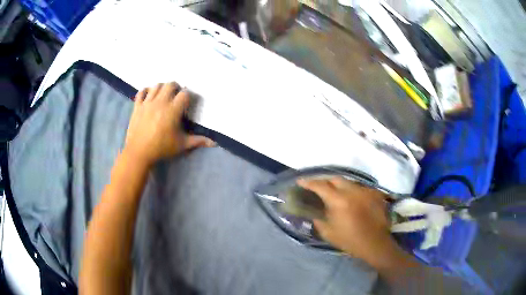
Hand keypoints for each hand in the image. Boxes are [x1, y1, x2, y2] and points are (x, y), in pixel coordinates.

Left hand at [124, 82, 213, 164]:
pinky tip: (149, 95)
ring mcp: (147, 103)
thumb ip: (197, 141)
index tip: (187, 103)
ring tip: (163, 95)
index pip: (184, 94)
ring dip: (162, 88)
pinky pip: (141, 92)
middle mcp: (160, 102)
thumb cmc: (162, 148)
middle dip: (176, 88)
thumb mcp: (181, 145)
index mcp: (173, 110)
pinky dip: (146, 91)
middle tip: (176, 96)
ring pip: (156, 86)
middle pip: (170, 84)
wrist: (139, 152)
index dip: (187, 96)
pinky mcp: (137, 106)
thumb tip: (214, 143)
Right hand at [298, 177, 404, 268]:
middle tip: (319, 188)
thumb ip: (318, 220)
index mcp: (339, 201)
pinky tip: (351, 199)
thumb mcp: (328, 233)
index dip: (309, 182)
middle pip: (335, 178)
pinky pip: (360, 188)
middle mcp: (352, 191)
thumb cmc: (350, 240)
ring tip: (335, 193)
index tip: (300, 181)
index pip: (321, 186)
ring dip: (339, 185)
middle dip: (325, 181)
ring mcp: (365, 191)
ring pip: (349, 182)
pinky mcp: (374, 194)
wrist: (375, 243)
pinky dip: (352, 191)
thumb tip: (314, 213)